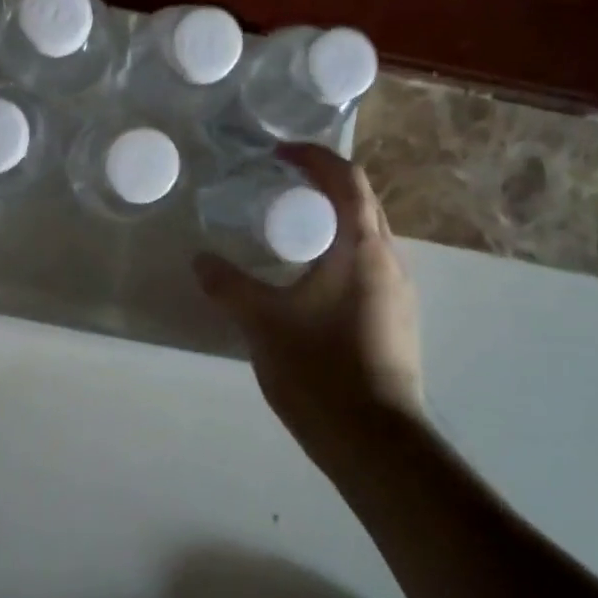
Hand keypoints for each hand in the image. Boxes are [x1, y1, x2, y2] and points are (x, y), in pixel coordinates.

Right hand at [194, 146, 424, 465]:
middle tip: (278, 185)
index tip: (278, 153)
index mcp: (362, 247)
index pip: (347, 178)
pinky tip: (308, 277)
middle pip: (361, 201)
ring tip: (288, 227)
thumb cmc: (321, 370)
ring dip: (331, 218)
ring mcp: (398, 291)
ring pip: (366, 234)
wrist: (378, 445)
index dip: (314, 156)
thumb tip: (199, 260)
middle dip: (322, 183)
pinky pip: (367, 263)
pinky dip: (338, 249)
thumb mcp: (262, 323)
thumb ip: (227, 285)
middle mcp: (389, 260)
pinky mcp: (397, 318)